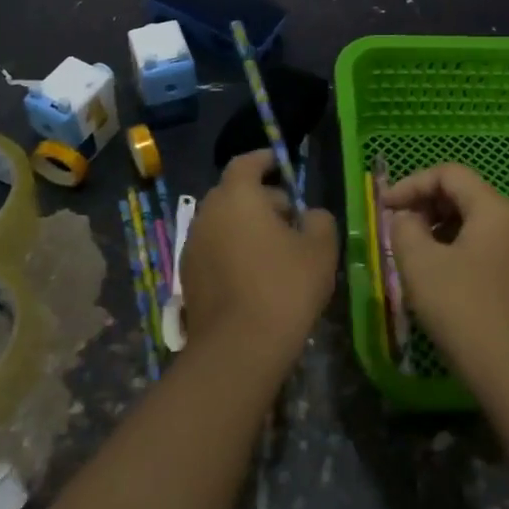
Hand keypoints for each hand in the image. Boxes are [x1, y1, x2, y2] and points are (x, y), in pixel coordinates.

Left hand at [181, 151, 336, 371]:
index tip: (282, 165)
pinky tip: (255, 275)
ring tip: (277, 250)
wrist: (238, 349)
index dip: (265, 160)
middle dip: (261, 198)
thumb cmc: (284, 286)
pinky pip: (214, 249)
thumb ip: (319, 219)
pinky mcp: (188, 276)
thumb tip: (310, 215)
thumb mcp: (320, 248)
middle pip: (234, 193)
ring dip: (246, 226)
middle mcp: (208, 213)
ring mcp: (193, 246)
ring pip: (223, 222)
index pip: (246, 162)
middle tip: (290, 217)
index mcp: (237, 196)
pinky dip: (233, 251)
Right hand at [384, 163, 508, 387]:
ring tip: (412, 251)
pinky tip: (436, 272)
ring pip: (473, 221)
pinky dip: (455, 246)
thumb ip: (404, 227)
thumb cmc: (461, 306)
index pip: (449, 174)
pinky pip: (483, 244)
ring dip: (438, 227)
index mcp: (495, 209)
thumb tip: (407, 218)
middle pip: (464, 193)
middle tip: (396, 227)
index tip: (385, 207)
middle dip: (425, 204)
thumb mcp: (419, 262)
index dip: (412, 184)